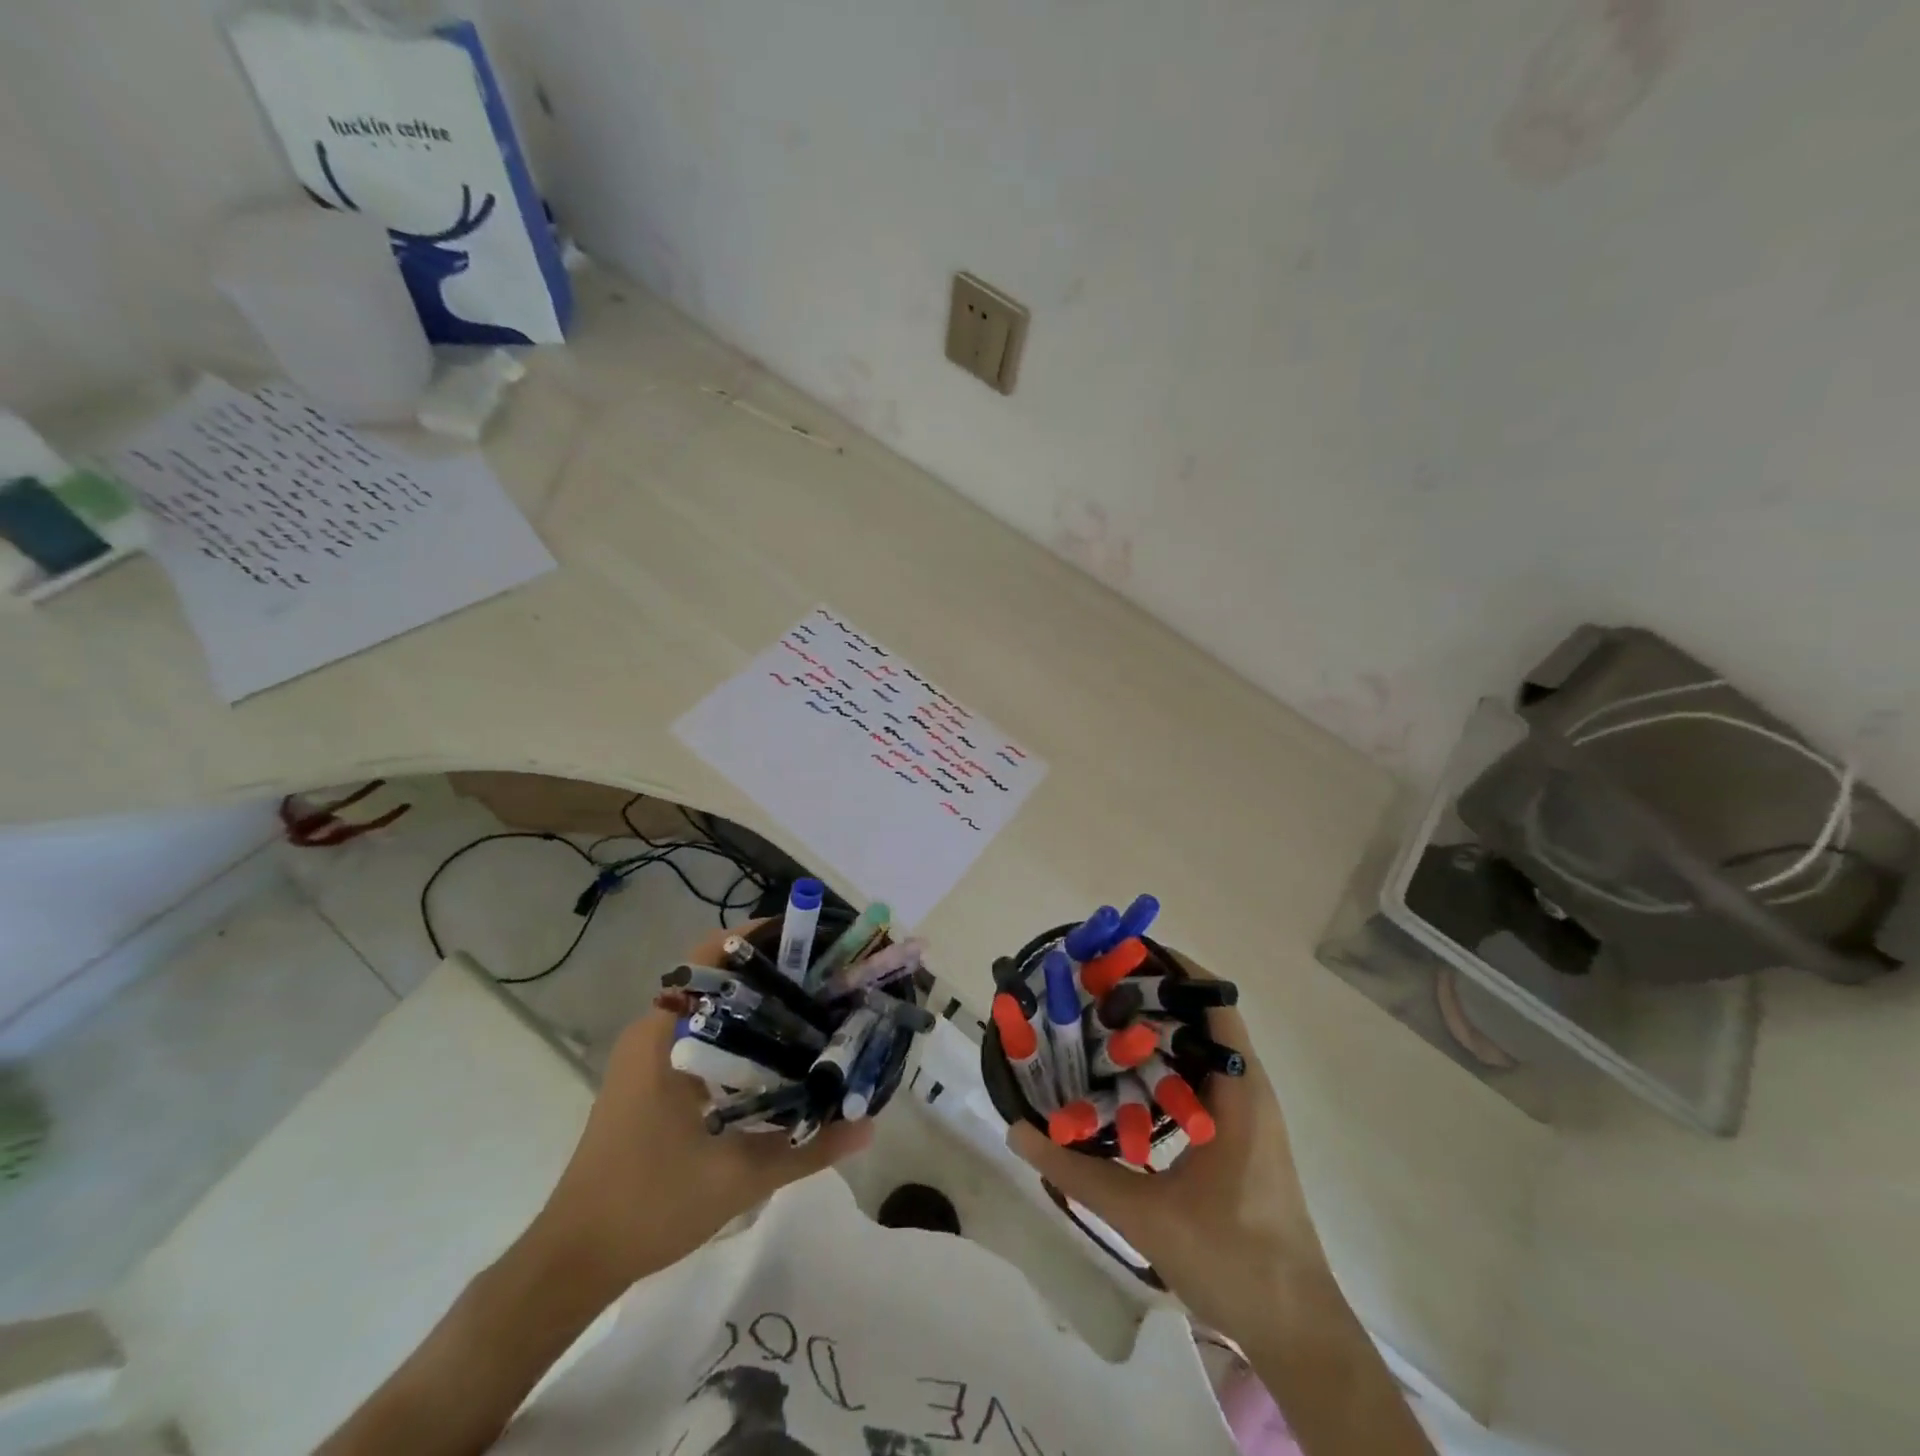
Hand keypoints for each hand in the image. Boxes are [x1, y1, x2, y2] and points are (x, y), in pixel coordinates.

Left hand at [531, 924, 871, 1294]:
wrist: (575, 1260)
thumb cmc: (650, 1205)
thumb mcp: (739, 1177)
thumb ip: (808, 1148)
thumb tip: (869, 1125)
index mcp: (663, 1035)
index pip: (713, 958)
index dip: (761, 939)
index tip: (810, 941)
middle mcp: (653, 1032)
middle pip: (719, 977)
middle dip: (772, 971)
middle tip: (826, 977)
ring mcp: (648, 1056)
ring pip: (712, 1008)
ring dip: (757, 1003)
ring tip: (812, 1007)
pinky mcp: (649, 1079)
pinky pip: (703, 1035)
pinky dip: (740, 1032)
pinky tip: (777, 1054)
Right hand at [1007, 982, 1329, 1340]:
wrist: (1295, 1328)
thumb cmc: (1233, 1259)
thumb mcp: (1146, 1216)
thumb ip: (1079, 1172)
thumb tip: (1018, 1131)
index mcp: (1240, 1091)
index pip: (1213, 1003)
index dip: (1172, 971)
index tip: (1120, 956)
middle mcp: (1246, 1088)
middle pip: (1200, 1018)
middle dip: (1151, 995)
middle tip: (1094, 986)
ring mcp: (1244, 1112)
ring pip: (1198, 1049)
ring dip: (1155, 1030)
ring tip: (1099, 1020)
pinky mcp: (1236, 1134)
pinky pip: (1197, 1078)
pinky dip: (1162, 1064)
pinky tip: (1121, 1077)